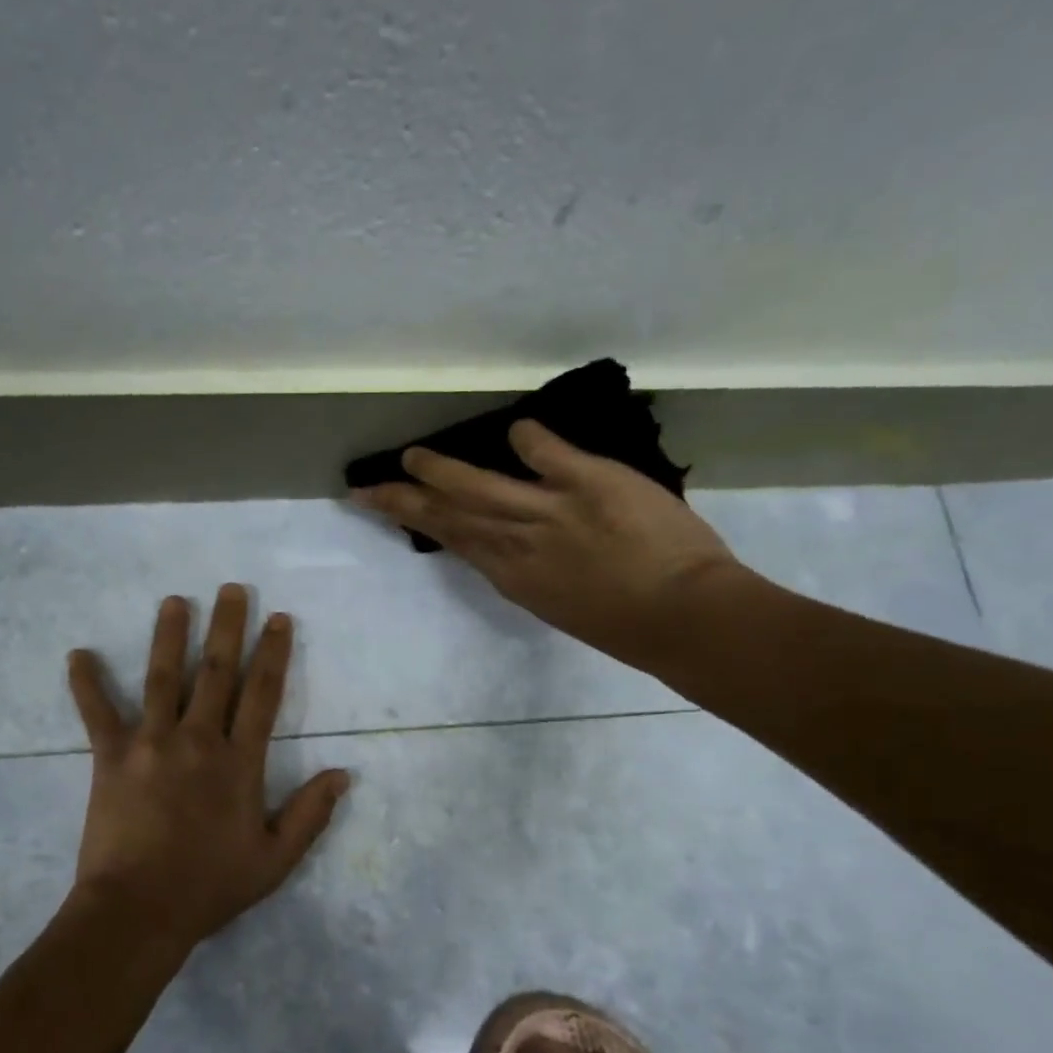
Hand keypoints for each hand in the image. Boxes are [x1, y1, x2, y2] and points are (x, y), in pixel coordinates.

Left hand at [65, 585, 350, 950]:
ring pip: (163, 678)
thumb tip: (343, 773)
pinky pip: (97, 713)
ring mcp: (151, 744)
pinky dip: (86, 684)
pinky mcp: (110, 757)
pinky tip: (77, 654)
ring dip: (170, 636)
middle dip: (228, 627)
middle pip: (217, 673)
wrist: (138, 911)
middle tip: (232, 589)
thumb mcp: (274, 860)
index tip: (278, 619)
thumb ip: (310, 814)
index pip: (262, 695)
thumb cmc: (209, 887)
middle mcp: (197, 740)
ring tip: (174, 601)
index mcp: (239, 762)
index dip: (273, 654)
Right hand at [351, 420, 746, 674]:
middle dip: (404, 500)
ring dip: (441, 470)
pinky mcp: (589, 483)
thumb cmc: (626, 625)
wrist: (683, 618)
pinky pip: (548, 453)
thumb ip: (530, 571)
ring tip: (412, 456)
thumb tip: (511, 546)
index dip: (418, 523)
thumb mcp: (559, 604)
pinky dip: (530, 438)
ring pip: (478, 487)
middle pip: (447, 517)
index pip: (454, 541)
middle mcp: (516, 544)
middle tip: (370, 486)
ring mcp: (548, 512)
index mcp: (512, 577)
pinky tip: (514, 428)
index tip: (391, 511)